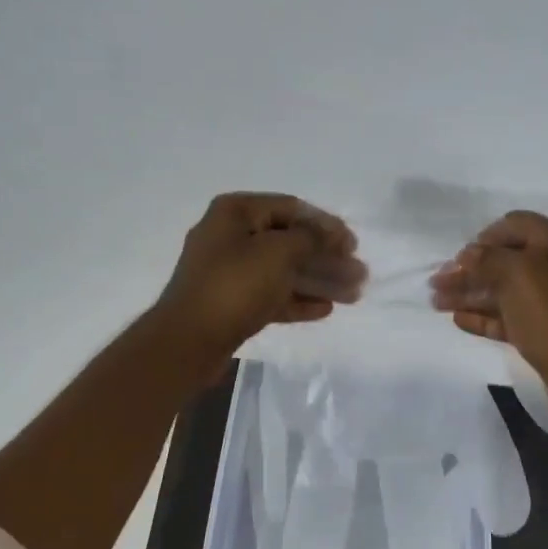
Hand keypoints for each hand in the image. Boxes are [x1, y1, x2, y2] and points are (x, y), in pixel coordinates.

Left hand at [154, 193, 365, 356]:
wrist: (188, 340)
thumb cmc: (235, 285)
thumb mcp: (279, 252)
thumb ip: (311, 238)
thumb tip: (331, 234)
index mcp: (236, 212)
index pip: (291, 208)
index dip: (326, 224)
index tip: (353, 244)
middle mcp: (230, 236)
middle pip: (289, 242)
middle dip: (327, 258)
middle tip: (358, 274)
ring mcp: (229, 272)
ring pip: (283, 271)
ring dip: (318, 281)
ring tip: (352, 295)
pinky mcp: (231, 303)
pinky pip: (271, 295)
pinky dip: (297, 300)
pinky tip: (325, 309)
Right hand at [430, 211, 547, 428]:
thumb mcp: (520, 275)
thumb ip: (488, 259)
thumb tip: (469, 255)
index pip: (516, 225)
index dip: (484, 237)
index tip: (458, 257)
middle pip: (507, 261)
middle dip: (470, 270)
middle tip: (437, 283)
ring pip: (506, 291)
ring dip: (471, 294)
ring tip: (437, 303)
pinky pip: (512, 318)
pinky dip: (486, 317)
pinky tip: (459, 320)